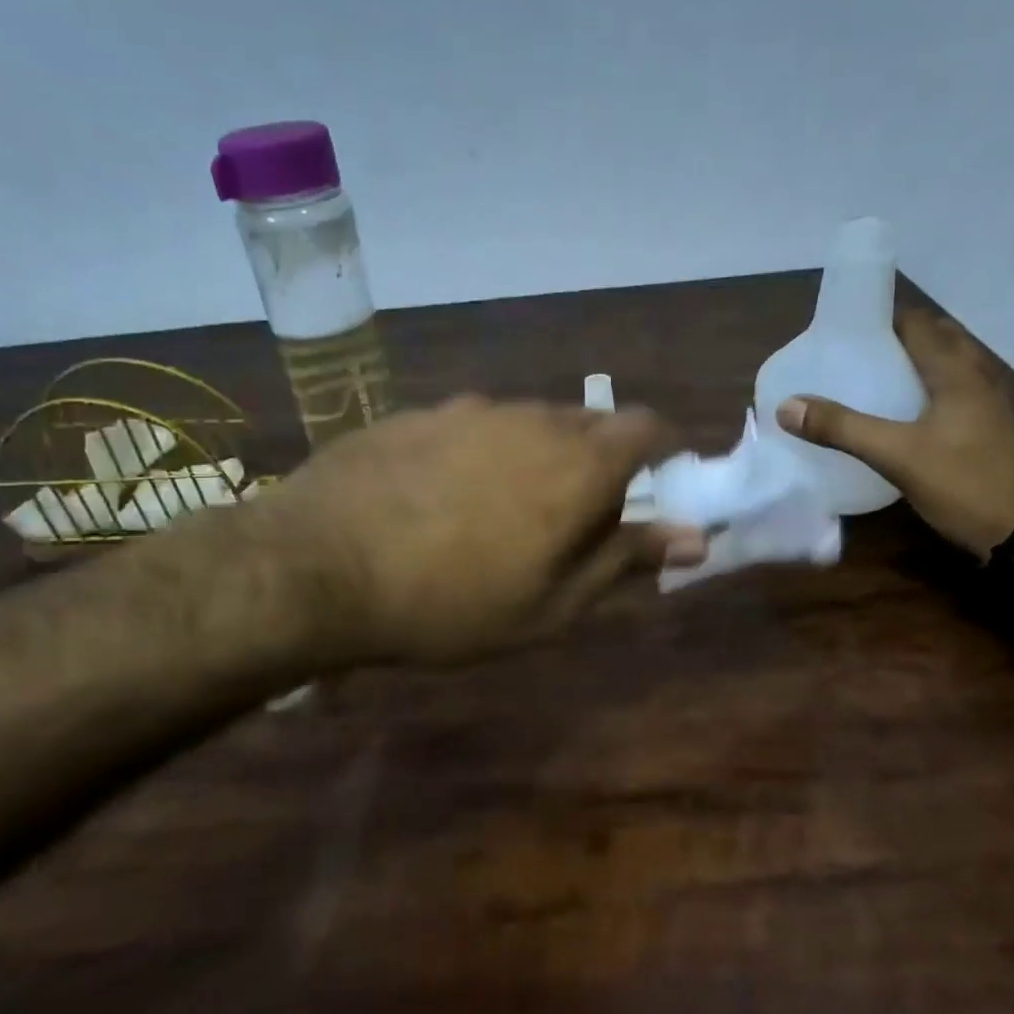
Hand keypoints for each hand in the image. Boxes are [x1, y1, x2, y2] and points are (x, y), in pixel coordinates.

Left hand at [259, 396, 704, 664]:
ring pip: (530, 421)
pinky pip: (476, 424)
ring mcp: (470, 409)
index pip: (647, 426)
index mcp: (578, 462)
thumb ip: (624, 560)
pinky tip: (447, 494)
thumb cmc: (451, 603)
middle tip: (577, 515)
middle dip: (600, 460)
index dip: (662, 449)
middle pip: (590, 422)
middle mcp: (532, 418)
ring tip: (508, 508)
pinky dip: (485, 450)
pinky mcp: (419, 413)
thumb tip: (695, 537)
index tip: (655, 483)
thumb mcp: (551, 604)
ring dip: (540, 453)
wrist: (318, 566)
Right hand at [774, 311, 1013, 556]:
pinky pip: (952, 393)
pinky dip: (925, 390)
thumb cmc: (966, 483)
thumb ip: (842, 428)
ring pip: (946, 367)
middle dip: (895, 340)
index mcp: (955, 370)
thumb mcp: (896, 455)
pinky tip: (901, 415)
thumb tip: (787, 405)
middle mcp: (975, 377)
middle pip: (935, 339)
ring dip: (912, 365)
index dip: (881, 318)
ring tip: (870, 380)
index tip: (843, 330)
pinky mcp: (989, 429)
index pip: (916, 322)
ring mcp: (987, 404)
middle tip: (853, 355)